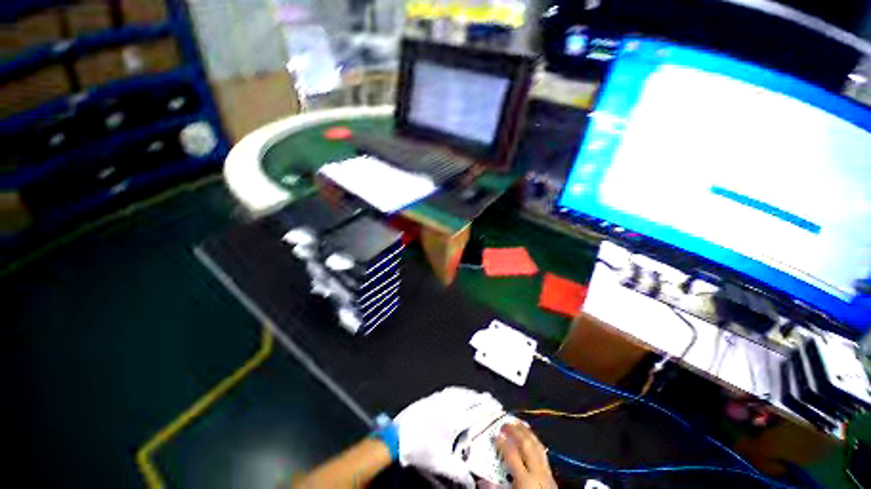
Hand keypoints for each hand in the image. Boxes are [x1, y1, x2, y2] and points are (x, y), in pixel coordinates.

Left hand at [394, 387, 502, 487]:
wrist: (398, 434)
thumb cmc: (419, 448)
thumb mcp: (440, 464)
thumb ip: (458, 473)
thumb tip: (471, 483)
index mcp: (455, 420)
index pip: (477, 411)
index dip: (489, 408)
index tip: (498, 407)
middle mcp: (450, 405)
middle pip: (471, 398)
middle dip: (483, 398)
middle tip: (492, 400)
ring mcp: (440, 398)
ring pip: (461, 391)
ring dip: (472, 393)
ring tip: (478, 396)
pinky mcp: (432, 396)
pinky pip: (451, 390)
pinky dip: (460, 390)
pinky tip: (459, 393)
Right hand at [496, 423, 556, 488]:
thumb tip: (482, 479)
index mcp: (525, 479)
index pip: (511, 453)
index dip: (501, 442)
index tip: (493, 434)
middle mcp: (537, 472)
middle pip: (526, 444)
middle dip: (515, 431)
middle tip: (505, 422)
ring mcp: (547, 473)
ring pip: (537, 445)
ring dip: (526, 432)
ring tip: (518, 424)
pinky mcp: (552, 476)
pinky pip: (543, 452)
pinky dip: (536, 442)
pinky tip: (532, 438)